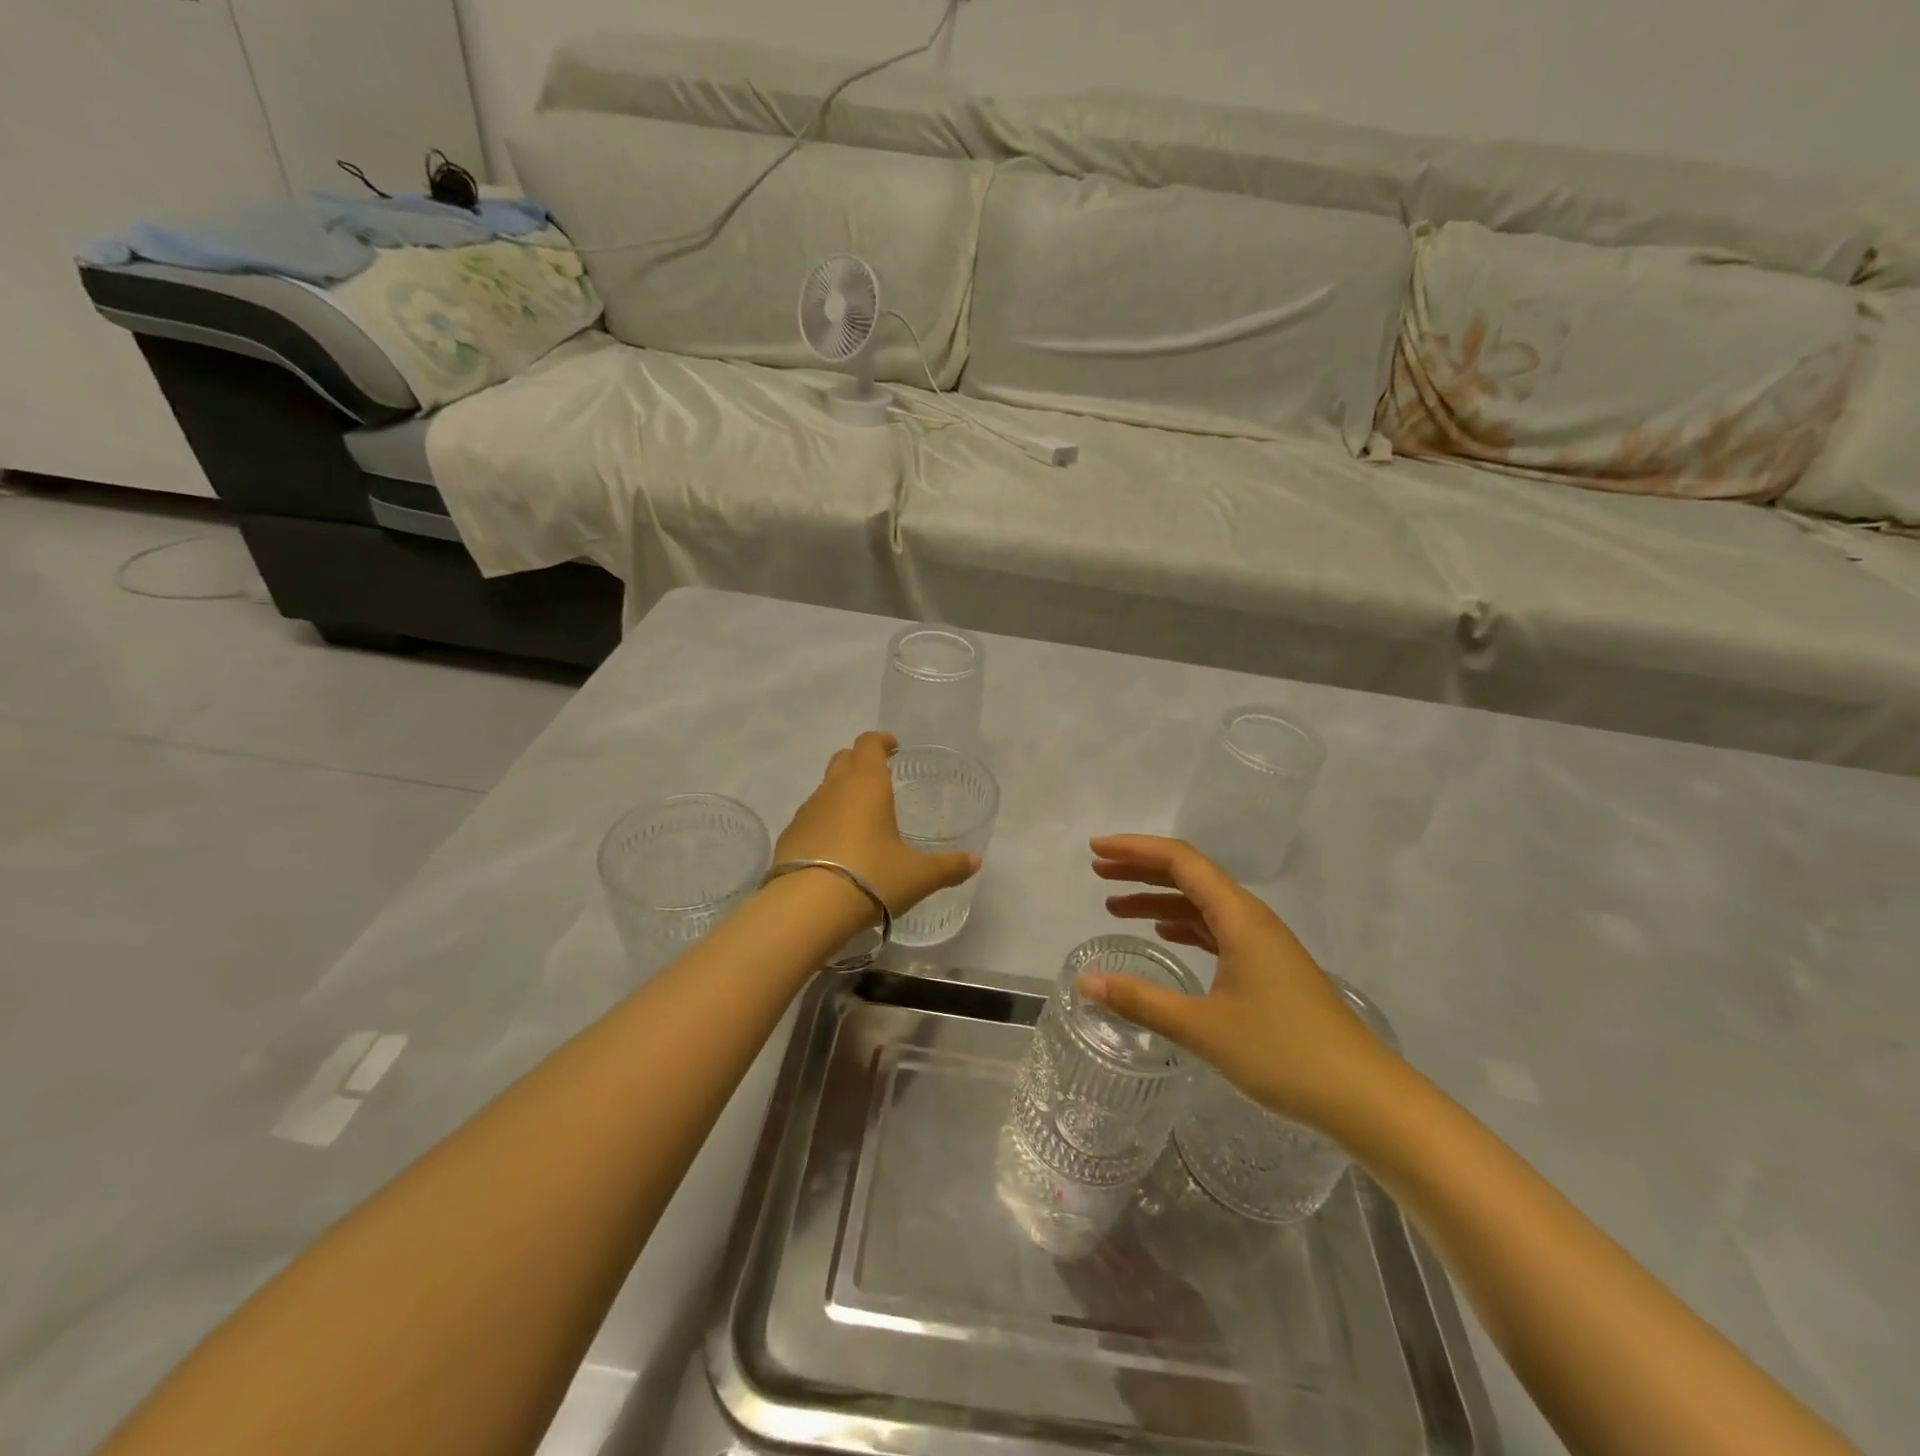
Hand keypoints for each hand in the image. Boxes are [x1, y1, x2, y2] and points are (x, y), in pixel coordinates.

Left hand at [775, 732, 979, 916]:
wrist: (808, 908)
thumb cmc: (873, 878)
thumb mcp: (919, 876)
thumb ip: (949, 866)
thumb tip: (975, 862)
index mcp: (867, 785)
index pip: (869, 744)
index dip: (881, 741)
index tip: (892, 746)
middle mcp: (834, 789)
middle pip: (843, 759)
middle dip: (860, 761)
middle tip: (878, 778)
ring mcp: (807, 812)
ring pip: (824, 789)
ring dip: (841, 793)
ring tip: (859, 820)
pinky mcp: (789, 837)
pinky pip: (810, 818)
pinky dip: (823, 822)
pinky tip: (835, 849)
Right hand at [1081, 834, 1397, 1131]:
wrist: (1364, 1097)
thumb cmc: (1284, 1054)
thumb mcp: (1203, 1028)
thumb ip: (1141, 1000)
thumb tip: (1084, 982)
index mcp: (1240, 918)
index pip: (1181, 861)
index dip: (1135, 849)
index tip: (1096, 850)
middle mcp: (1252, 920)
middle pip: (1190, 876)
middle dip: (1141, 869)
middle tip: (1098, 872)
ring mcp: (1263, 944)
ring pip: (1202, 904)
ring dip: (1159, 898)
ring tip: (1115, 906)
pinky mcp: (1268, 968)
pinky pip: (1216, 929)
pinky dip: (1183, 925)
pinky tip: (1165, 936)